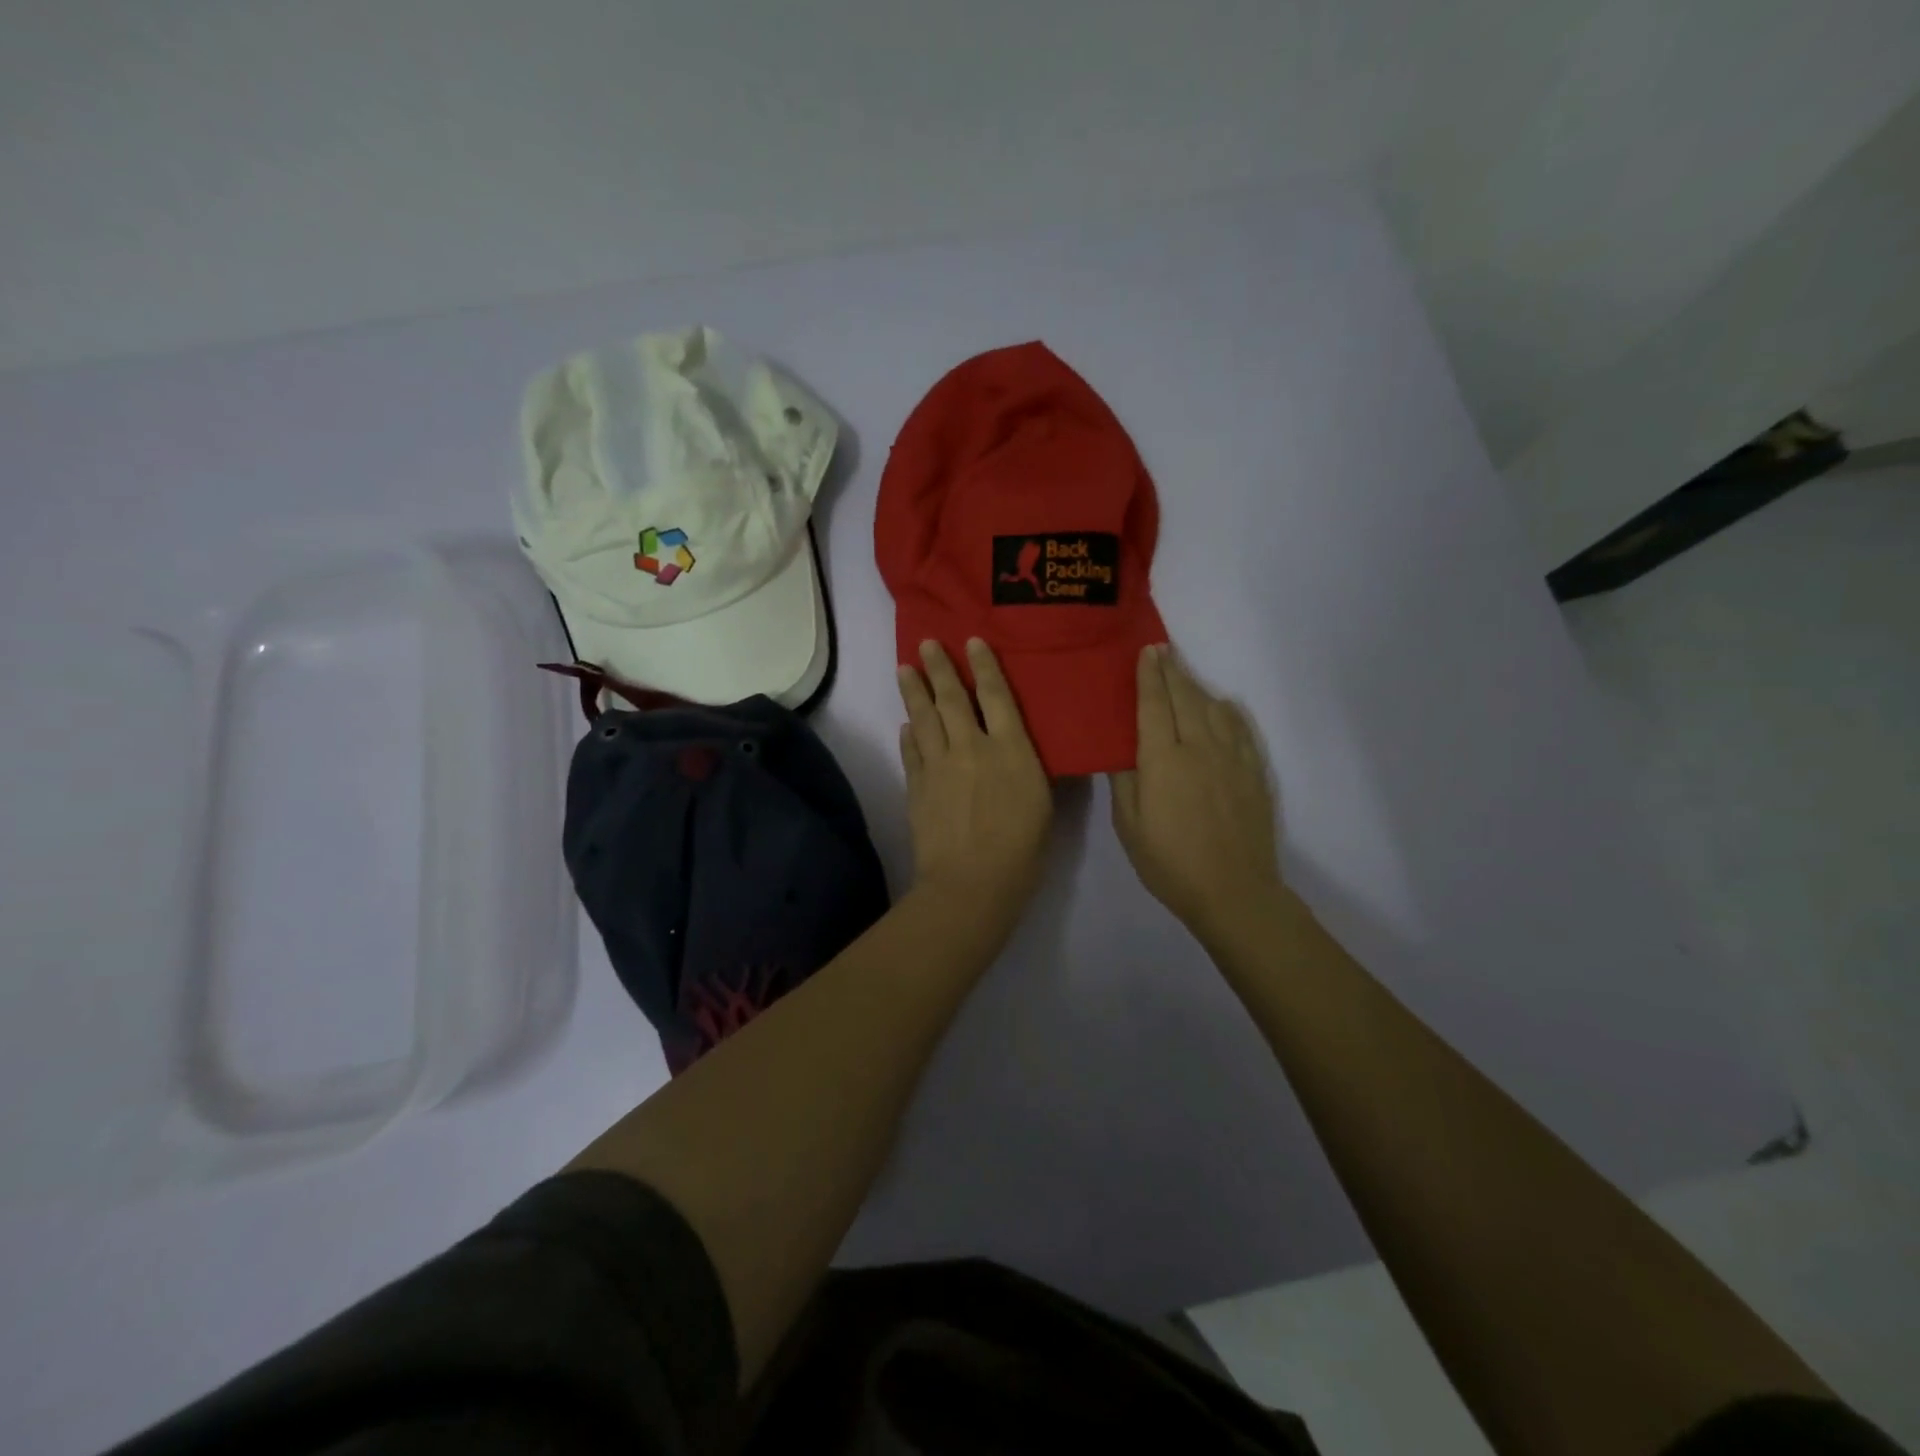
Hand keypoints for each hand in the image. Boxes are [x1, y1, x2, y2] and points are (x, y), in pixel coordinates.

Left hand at [897, 639, 1052, 916]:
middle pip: (952, 699)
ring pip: (924, 718)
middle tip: (926, 643)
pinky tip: (906, 726)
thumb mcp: (1043, 803)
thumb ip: (1028, 768)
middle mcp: (972, 747)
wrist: (971, 882)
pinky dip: (908, 735)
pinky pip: (911, 751)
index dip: (984, 666)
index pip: (997, 696)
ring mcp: (939, 765)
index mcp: (1011, 749)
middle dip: (939, 668)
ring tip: (904, 668)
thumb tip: (1016, 748)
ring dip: (914, 691)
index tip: (972, 642)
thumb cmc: (1022, 849)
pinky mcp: (917, 786)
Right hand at [1110, 644, 1280, 936]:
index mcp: (1163, 760)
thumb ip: (1123, 781)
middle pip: (1185, 698)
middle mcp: (1199, 748)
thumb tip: (1120, 748)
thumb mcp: (1129, 826)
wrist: (1233, 891)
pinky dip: (1229, 711)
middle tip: (1163, 650)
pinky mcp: (1252, 773)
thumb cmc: (1169, 862)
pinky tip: (1224, 706)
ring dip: (1197, 687)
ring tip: (1185, 676)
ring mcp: (1231, 758)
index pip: (1153, 705)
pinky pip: (1241, 729)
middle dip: (1172, 671)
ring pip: (1214, 708)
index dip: (1149, 676)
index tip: (1147, 651)